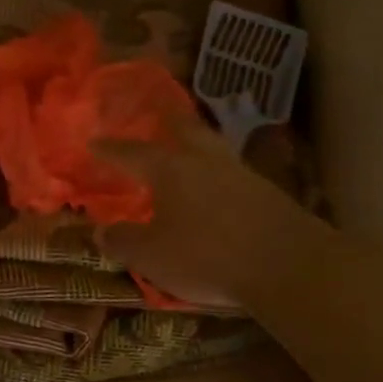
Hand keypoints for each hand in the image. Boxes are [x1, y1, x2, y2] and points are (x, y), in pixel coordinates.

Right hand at [93, 121, 310, 306]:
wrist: (289, 265)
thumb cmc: (207, 256)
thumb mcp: (151, 256)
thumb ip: (122, 241)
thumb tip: (100, 230)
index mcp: (169, 168)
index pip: (131, 153)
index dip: (110, 150)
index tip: (93, 143)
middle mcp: (204, 160)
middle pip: (183, 129)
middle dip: (166, 122)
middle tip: (156, 116)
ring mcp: (240, 172)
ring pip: (212, 146)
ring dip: (196, 143)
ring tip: (187, 147)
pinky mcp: (267, 192)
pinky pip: (232, 172)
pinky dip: (217, 172)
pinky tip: (216, 185)